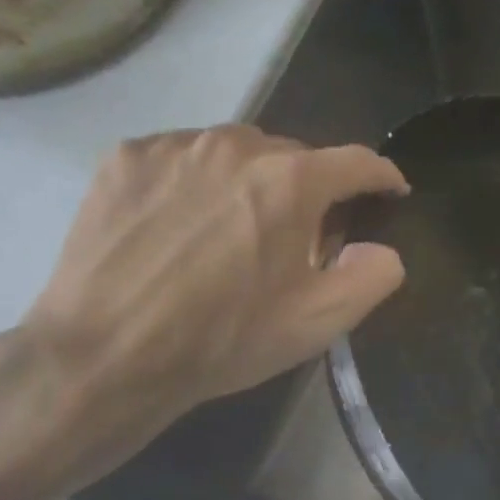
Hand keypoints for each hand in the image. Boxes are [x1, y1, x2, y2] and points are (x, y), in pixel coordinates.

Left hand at [0, 126, 406, 495]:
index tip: (391, 192)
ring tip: (235, 231)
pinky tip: (182, 228)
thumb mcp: (317, 323)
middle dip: (309, 190)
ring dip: (251, 183)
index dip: (381, 177)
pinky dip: (198, 184)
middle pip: (293, 155)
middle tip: (299, 237)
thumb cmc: (225, 340)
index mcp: (290, 182)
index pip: (356, 162)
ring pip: (235, 153)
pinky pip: (182, 159)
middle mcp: (235, 145)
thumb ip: (370, 278)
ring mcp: (174, 146)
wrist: (109, 354)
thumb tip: (384, 249)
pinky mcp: (125, 158)